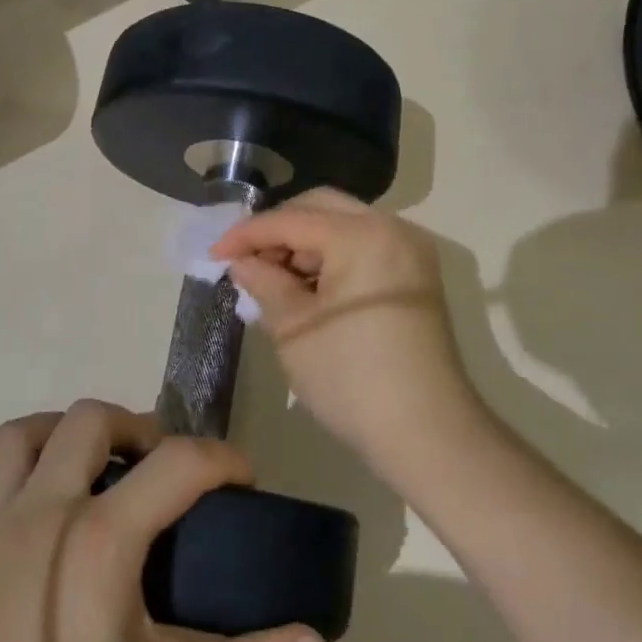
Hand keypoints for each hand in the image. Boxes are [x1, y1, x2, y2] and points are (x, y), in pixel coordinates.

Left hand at [0, 402, 323, 641]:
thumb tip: (312, 639)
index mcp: (97, 539)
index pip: (176, 464)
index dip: (223, 460)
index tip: (246, 482)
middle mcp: (40, 512)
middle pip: (88, 420)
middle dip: (137, 428)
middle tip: (164, 471)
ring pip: (18, 437)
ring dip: (61, 434)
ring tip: (96, 470)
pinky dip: (3, 484)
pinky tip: (29, 514)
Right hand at [213, 189, 475, 460]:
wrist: (427, 433)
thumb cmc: (351, 378)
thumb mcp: (293, 328)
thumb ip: (263, 282)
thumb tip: (242, 262)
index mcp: (362, 236)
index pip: (291, 220)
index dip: (246, 234)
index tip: (214, 254)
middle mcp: (393, 229)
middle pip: (321, 208)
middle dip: (279, 230)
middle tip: (247, 262)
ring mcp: (410, 252)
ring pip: (344, 225)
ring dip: (305, 244)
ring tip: (274, 280)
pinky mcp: (416, 276)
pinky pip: (364, 247)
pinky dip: (332, 258)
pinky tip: (308, 289)